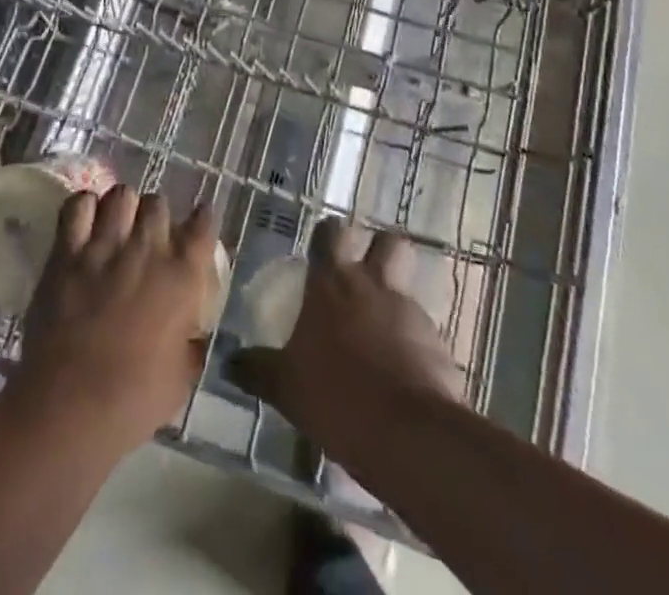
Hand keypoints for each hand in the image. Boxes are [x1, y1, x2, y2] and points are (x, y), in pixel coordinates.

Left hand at [7, 185, 219, 453]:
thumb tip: (192, 334)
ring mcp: (106, 245)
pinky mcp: (67, 251)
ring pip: (121, 195)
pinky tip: (84, 222)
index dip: (200, 219)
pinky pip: (78, 205)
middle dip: (155, 215)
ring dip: (122, 207)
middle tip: (147, 236)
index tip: (196, 224)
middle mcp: (149, 248)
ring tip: (116, 225)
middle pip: (158, 202)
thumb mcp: (180, 379)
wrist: (71, 405)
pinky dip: (83, 207)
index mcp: (183, 276)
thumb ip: (190, 345)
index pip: (203, 224)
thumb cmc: (133, 401)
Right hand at [228, 218, 458, 463]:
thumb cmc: (336, 397)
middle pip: (388, 242)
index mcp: (332, 283)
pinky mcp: (439, 344)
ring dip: (397, 299)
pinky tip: (401, 375)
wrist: (408, 435)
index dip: (328, 236)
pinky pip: (424, 332)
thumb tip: (229, 362)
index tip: (322, 250)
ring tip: (382, 332)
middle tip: (364, 274)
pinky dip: (414, 344)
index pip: (330, 233)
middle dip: (380, 250)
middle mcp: (373, 285)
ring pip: (409, 286)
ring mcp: (410, 312)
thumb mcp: (286, 387)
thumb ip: (258, 369)